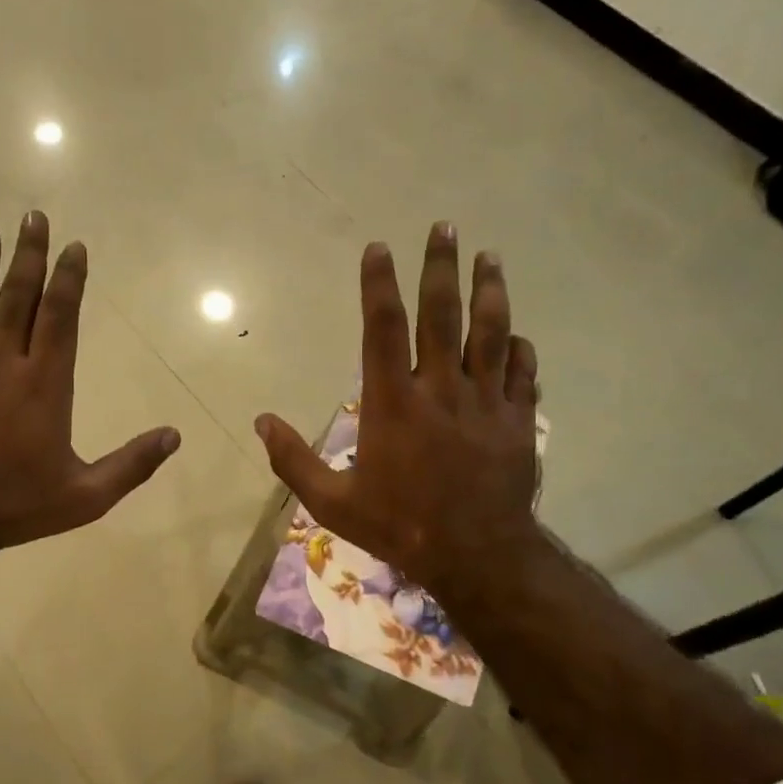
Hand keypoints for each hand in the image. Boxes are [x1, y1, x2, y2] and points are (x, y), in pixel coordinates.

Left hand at [0, 212, 180, 564]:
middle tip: (32, 217)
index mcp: (44, 385)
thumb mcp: (88, 496)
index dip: (69, 278)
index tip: (74, 246)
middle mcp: (1, 365)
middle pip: (17, 298)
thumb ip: (132, 464)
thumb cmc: (17, 507)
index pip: (61, 317)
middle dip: (28, 256)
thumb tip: (174, 435)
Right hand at [253, 224, 540, 602]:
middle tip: (445, 227)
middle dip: (441, 266)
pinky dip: (518, 348)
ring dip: (490, 290)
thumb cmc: (398, 526)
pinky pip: (522, 372)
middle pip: (442, 314)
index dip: (379, 284)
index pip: (383, 328)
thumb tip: (260, 421)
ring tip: (489, 256)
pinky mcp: (517, 420)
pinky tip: (516, 334)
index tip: (379, 248)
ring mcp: (485, 402)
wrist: (475, 556)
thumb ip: (293, 460)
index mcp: (392, 402)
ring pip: (491, 332)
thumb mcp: (331, 503)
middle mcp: (440, 389)